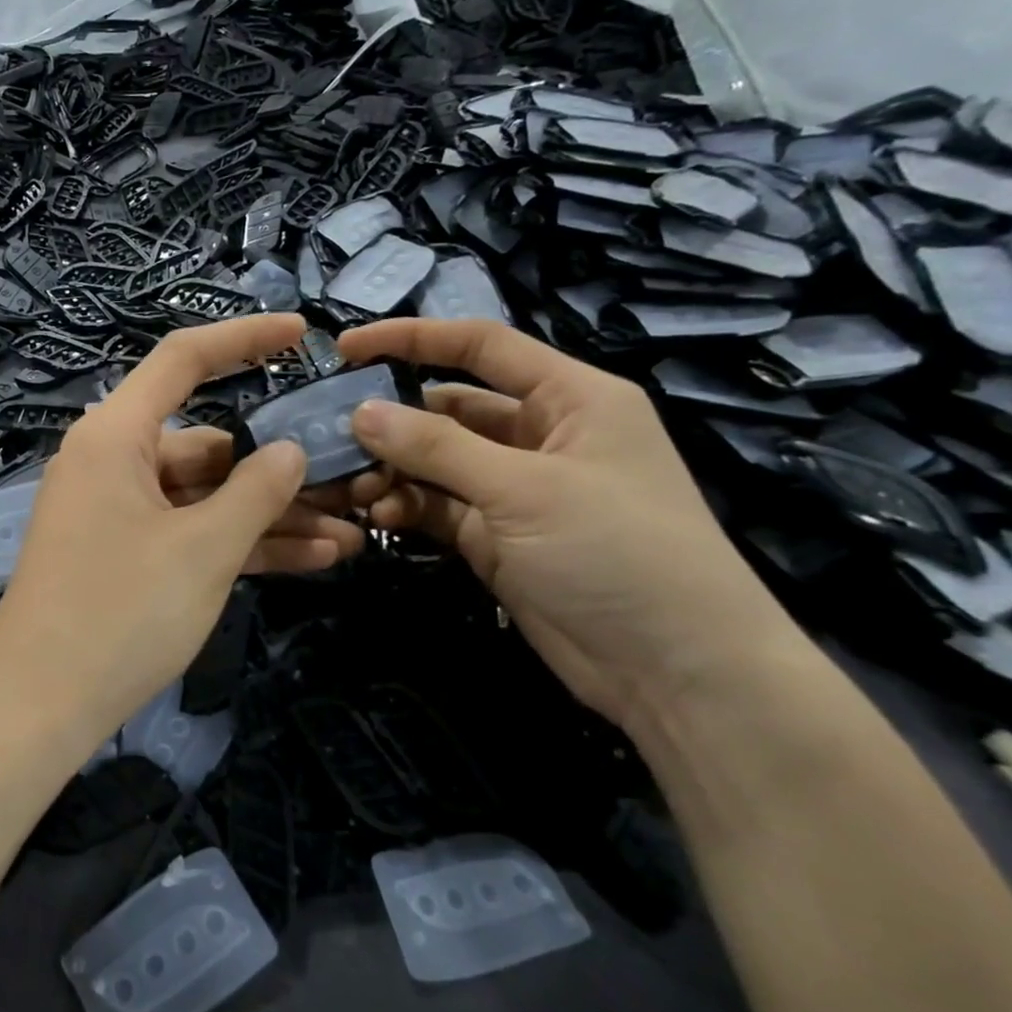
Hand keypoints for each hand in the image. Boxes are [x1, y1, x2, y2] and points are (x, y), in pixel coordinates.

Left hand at [0, 315, 361, 731]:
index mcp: (116, 436)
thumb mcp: (203, 549)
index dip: (244, 338)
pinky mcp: (125, 554)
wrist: (39, 705)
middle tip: (348, 477)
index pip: (183, 360)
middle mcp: (113, 462)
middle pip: (207, 443)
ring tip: (348, 531)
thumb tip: (290, 450)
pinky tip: (311, 559)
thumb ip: (256, 491)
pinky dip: (238, 543)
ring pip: (205, 496)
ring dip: (270, 515)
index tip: (302, 335)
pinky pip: (190, 532)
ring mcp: (119, 511)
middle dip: (278, 466)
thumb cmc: (120, 612)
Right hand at [339, 318, 808, 730]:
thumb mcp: (525, 489)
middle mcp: (541, 435)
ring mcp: (516, 490)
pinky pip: (439, 506)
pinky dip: (408, 505)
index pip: (482, 347)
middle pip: (450, 408)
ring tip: (357, 487)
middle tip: (334, 435)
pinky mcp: (497, 536)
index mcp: (570, 398)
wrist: (677, 672)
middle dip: (394, 420)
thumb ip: (438, 448)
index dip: (413, 339)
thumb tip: (361, 412)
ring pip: (437, 461)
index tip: (347, 348)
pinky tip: (380, 516)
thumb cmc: (618, 552)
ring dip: (395, 469)